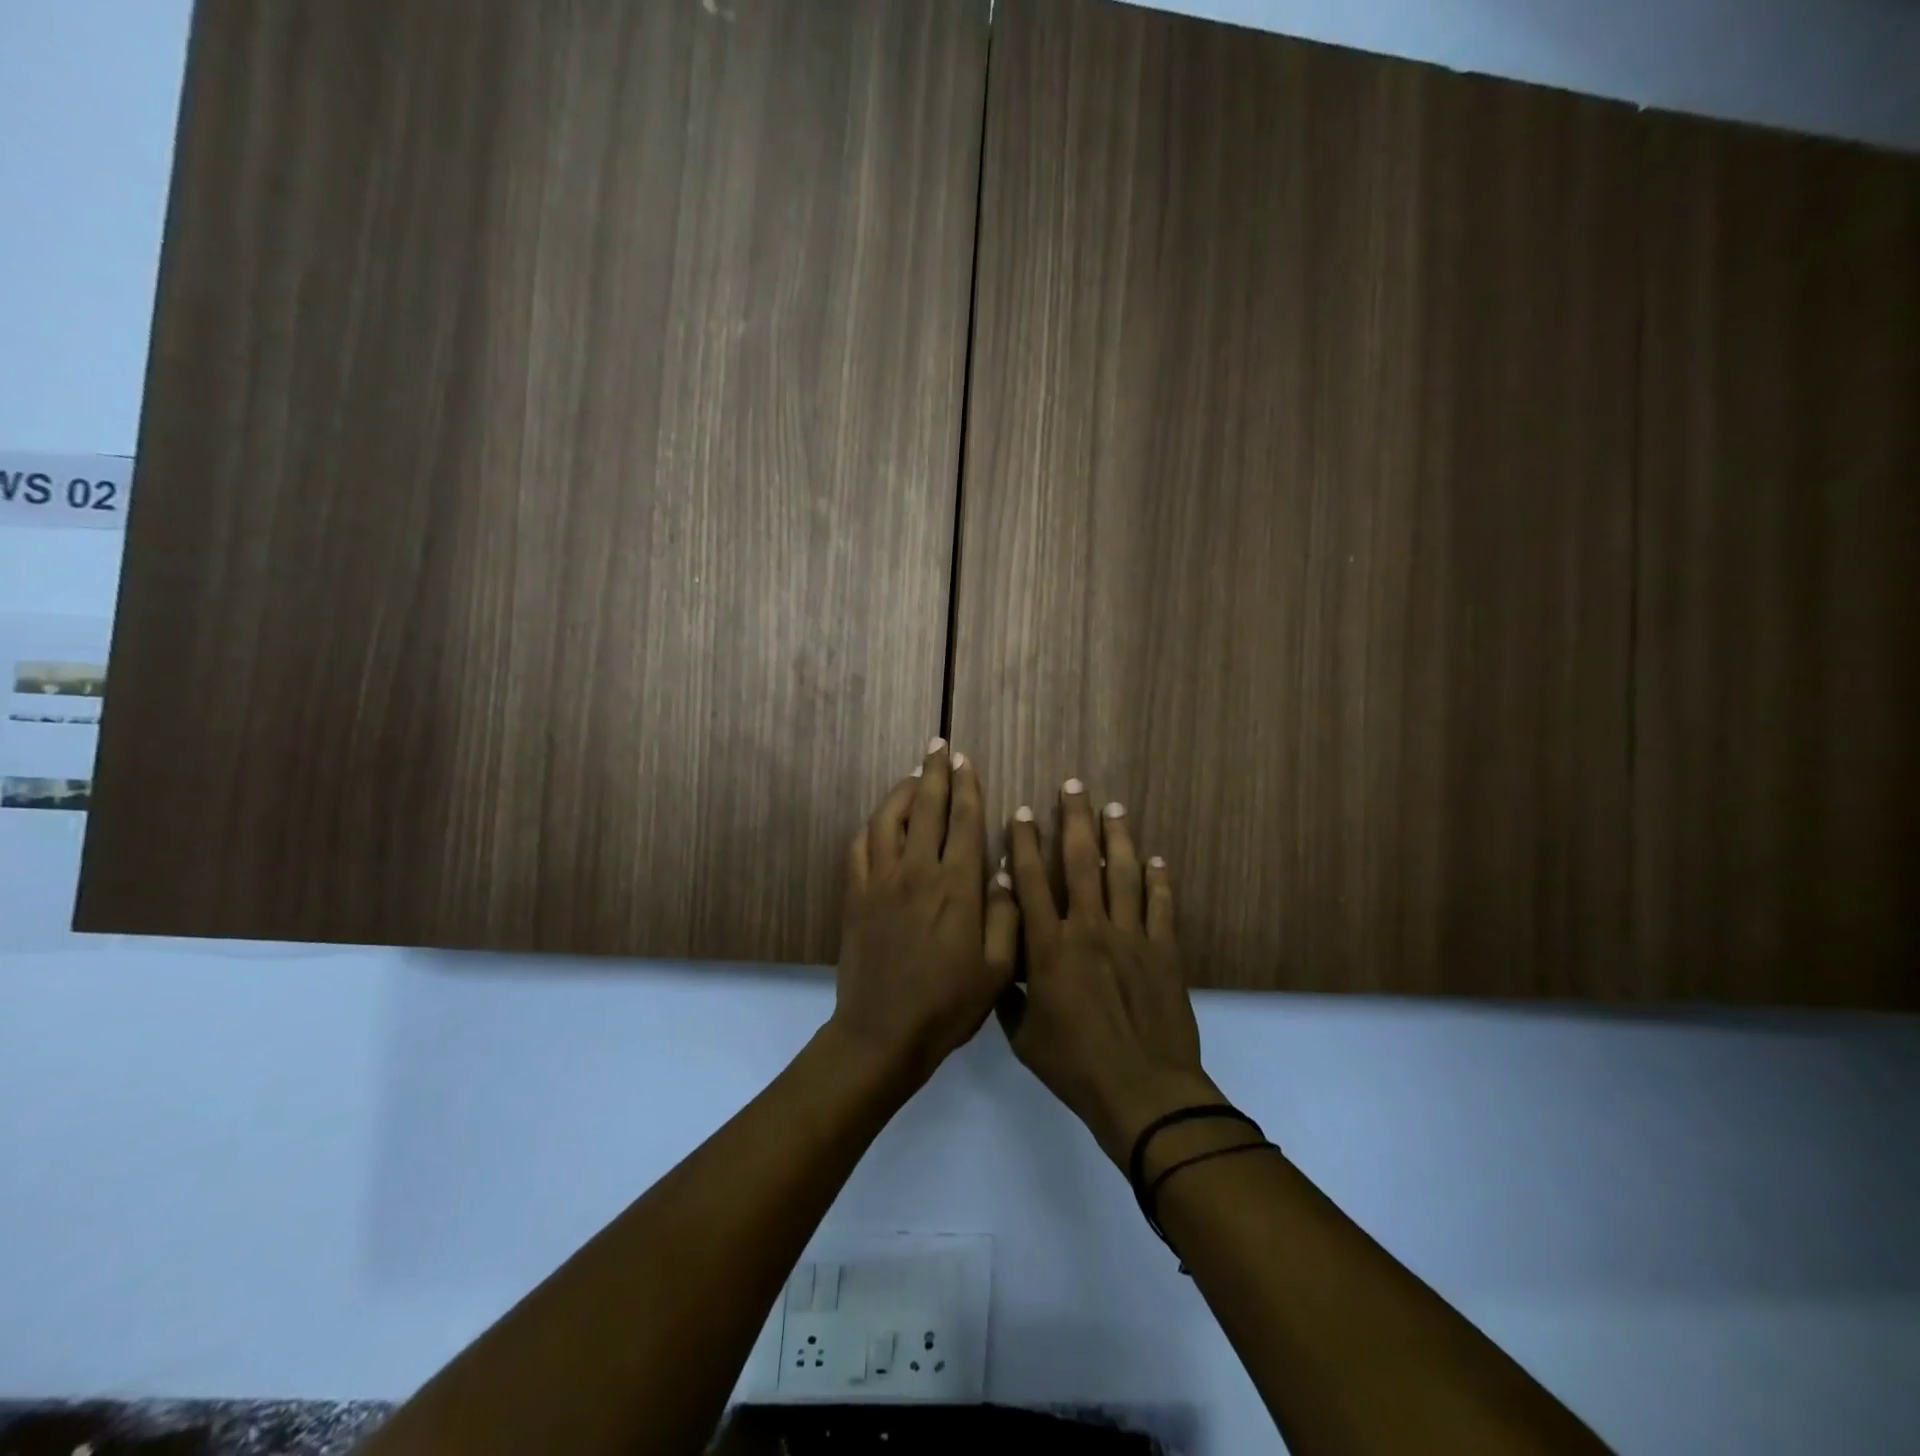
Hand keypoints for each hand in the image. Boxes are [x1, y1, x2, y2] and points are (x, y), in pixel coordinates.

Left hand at [832, 740, 1020, 1087]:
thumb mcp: (997, 969)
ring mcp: (881, 881)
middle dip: (935, 772)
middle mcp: (918, 872)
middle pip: (926, 808)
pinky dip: (872, 825)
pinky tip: (880, 819)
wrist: (883, 1033)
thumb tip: (1004, 870)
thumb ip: (1005, 914)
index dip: (967, 787)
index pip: (965, 821)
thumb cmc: (948, 1004)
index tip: (966, 761)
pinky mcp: (855, 895)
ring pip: (888, 819)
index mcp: (958, 886)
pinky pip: (861, 846)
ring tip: (913, 773)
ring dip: (901, 790)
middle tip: (940, 746)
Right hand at [997, 780, 1217, 1165]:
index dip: (1024, 844)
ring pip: (1122, 874)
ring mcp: (1130, 937)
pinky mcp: (1164, 951)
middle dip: (1074, 820)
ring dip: (1116, 838)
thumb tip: (1000, 961)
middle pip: (1079, 862)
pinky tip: (1156, 859)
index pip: (1030, 883)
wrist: (1142, 1091)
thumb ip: (1009, 994)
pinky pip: (1161, 905)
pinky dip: (1159, 880)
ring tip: (1113, 808)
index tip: (1021, 813)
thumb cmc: (1074, 1065)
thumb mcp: (1024, 1036)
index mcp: (1048, 948)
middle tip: (1074, 786)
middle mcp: (1088, 929)